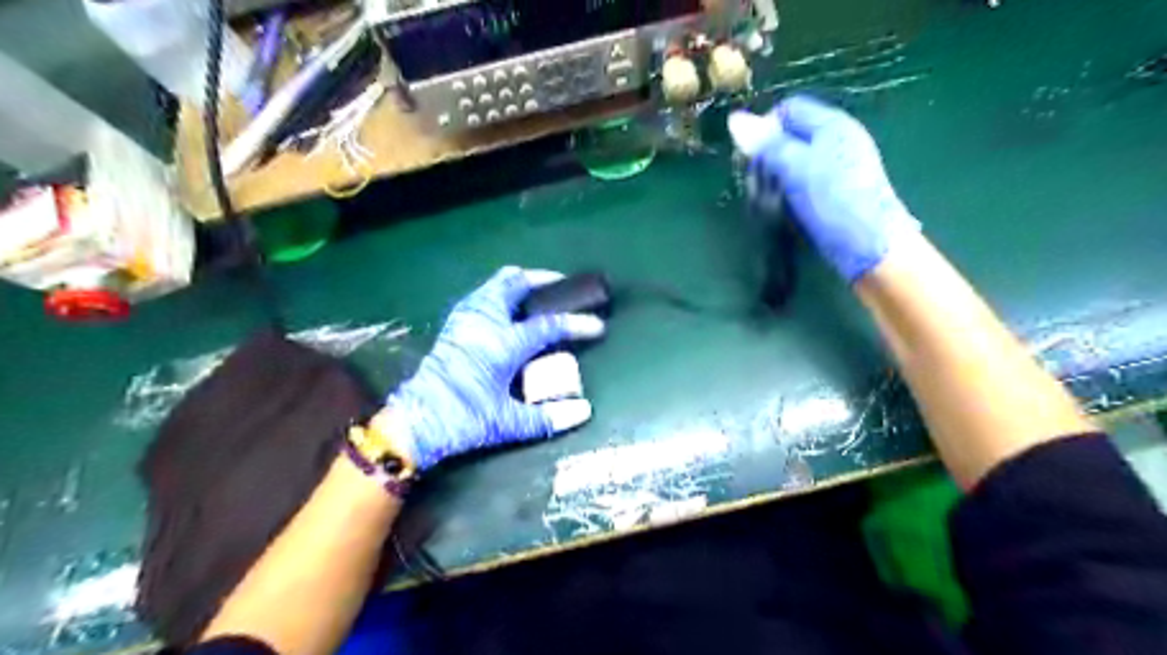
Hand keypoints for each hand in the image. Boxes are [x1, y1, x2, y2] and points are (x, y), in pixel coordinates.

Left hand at [387, 267, 600, 471]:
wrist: (414, 422)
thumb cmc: (463, 420)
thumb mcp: (507, 424)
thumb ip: (547, 418)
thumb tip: (584, 411)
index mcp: (502, 344)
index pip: (548, 326)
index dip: (577, 324)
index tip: (598, 325)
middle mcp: (484, 322)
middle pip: (515, 284)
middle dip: (542, 279)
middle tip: (563, 286)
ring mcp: (465, 319)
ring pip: (494, 284)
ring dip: (518, 283)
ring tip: (537, 293)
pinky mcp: (453, 325)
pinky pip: (481, 295)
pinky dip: (499, 293)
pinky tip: (506, 309)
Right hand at [728, 91, 921, 281]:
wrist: (872, 247)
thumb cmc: (833, 202)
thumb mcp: (794, 168)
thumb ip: (765, 144)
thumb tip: (734, 119)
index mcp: (832, 124)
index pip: (788, 109)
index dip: (763, 129)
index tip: (749, 158)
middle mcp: (838, 140)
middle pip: (790, 136)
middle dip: (768, 158)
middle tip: (758, 185)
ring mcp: (840, 168)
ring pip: (795, 162)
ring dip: (776, 180)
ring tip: (771, 202)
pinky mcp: (838, 193)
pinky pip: (805, 182)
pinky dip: (790, 193)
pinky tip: (787, 212)